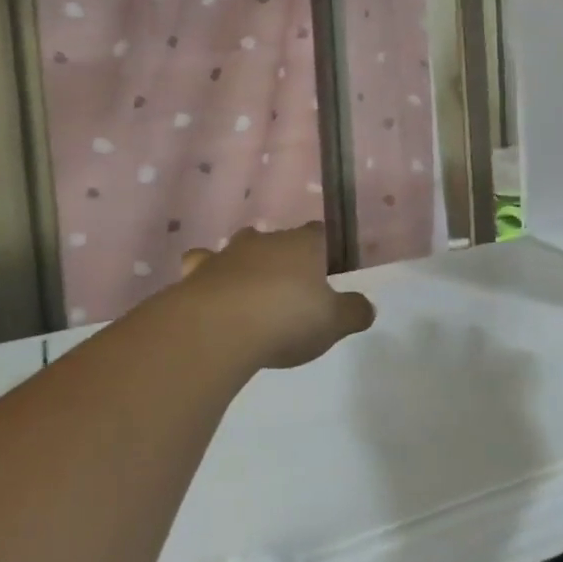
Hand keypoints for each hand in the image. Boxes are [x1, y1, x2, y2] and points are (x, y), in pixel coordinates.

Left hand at [174, 224, 374, 369]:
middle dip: (282, 257)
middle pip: (277, 239)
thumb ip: (354, 312)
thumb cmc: (286, 318)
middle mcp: (265, 240)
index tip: (327, 267)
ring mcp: (227, 254)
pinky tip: (210, 298)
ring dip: (244, 266)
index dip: (324, 248)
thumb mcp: (334, 322)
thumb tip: (367, 307)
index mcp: (303, 244)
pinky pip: (202, 270)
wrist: (218, 329)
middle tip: (289, 287)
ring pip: (238, 250)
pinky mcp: (195, 275)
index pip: (319, 233)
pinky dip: (207, 280)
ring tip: (248, 293)